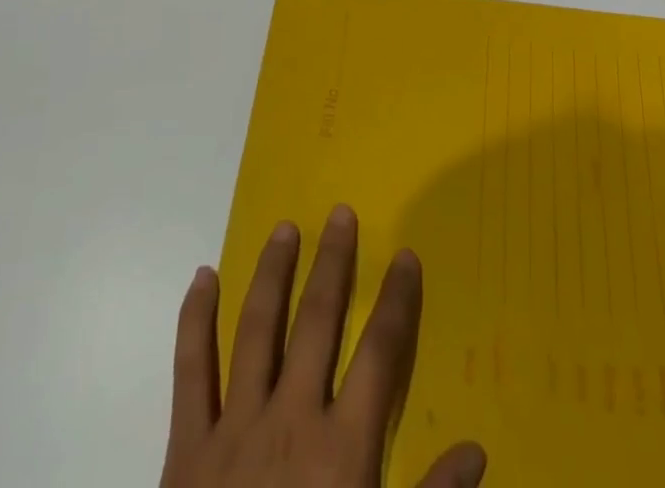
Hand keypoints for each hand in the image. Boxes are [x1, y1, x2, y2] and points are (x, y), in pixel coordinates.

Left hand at [160, 205, 486, 487]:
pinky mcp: (187, 448)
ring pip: (256, 329)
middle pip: (316, 322)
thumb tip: (477, 451)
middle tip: (340, 213)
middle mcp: (290, 420)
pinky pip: (190, 372)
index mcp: (341, 450)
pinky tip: (202, 277)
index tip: (407, 256)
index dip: (397, 301)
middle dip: (332, 264)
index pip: (380, 354)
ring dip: (272, 274)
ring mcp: (235, 428)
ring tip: (284, 229)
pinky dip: (194, 321)